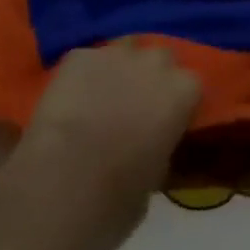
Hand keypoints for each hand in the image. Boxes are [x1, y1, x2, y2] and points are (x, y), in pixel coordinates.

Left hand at [0, 39, 201, 249]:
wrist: (59, 187)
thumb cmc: (115, 199)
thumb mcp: (154, 180)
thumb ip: (159, 149)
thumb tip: (149, 145)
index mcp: (183, 91)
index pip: (190, 86)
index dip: (175, 104)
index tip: (164, 123)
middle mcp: (156, 62)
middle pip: (160, 59)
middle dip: (150, 77)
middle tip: (133, 107)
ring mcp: (115, 54)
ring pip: (123, 50)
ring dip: (118, 69)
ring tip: (101, 96)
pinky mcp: (78, 57)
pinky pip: (86, 60)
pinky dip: (81, 75)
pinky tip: (69, 99)